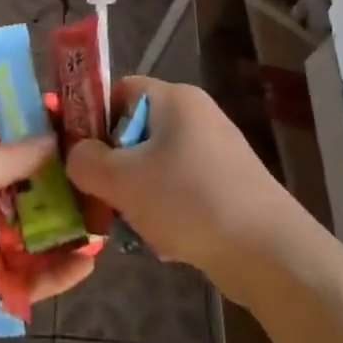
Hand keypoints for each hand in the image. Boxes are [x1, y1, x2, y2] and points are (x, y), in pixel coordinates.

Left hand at [0, 137, 96, 342]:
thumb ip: (9, 157)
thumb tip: (55, 139)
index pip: (5, 152)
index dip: (39, 144)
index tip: (79, 135)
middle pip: (26, 194)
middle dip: (61, 188)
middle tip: (103, 179)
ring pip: (34, 237)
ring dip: (67, 229)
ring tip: (106, 219)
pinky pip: (31, 278)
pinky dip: (59, 271)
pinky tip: (90, 261)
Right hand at [65, 77, 314, 306]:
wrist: (268, 251)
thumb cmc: (188, 201)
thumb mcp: (122, 180)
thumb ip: (86, 161)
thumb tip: (76, 154)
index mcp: (175, 99)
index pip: (119, 90)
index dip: (91, 116)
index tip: (74, 153)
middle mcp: (197, 116)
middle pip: (135, 131)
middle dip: (112, 165)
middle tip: (97, 195)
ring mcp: (215, 152)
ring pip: (154, 166)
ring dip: (135, 194)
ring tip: (129, 225)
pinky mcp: (227, 186)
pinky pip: (179, 190)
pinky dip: (164, 211)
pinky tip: (162, 241)